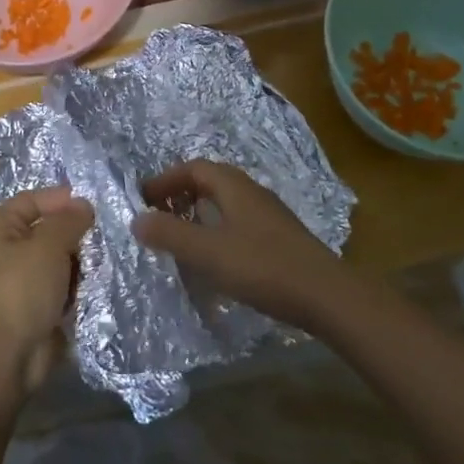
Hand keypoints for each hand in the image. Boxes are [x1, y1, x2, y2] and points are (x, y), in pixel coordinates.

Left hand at [0, 186, 93, 392]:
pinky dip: (78, 287)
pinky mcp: (37, 307)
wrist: (6, 355)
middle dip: (77, 233)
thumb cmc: (21, 289)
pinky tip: (99, 285)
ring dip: (81, 263)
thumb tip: (83, 205)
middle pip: (49, 231)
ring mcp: (22, 281)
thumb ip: (69, 220)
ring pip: (60, 260)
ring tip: (107, 260)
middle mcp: (8, 249)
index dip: (62, 198)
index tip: (95, 204)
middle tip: (109, 234)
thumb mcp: (49, 244)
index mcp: (1, 226)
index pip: (34, 200)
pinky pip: (63, 288)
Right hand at [133, 160, 353, 329]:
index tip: (143, 199)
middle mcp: (252, 192)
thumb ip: (169, 234)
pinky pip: (238, 222)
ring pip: (226, 203)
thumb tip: (137, 219)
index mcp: (234, 187)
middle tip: (158, 215)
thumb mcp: (207, 252)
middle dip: (180, 193)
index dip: (165, 180)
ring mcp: (269, 215)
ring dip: (199, 212)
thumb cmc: (262, 267)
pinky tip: (214, 257)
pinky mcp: (279, 239)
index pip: (193, 168)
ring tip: (180, 236)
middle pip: (210, 182)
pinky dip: (217, 230)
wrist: (326, 295)